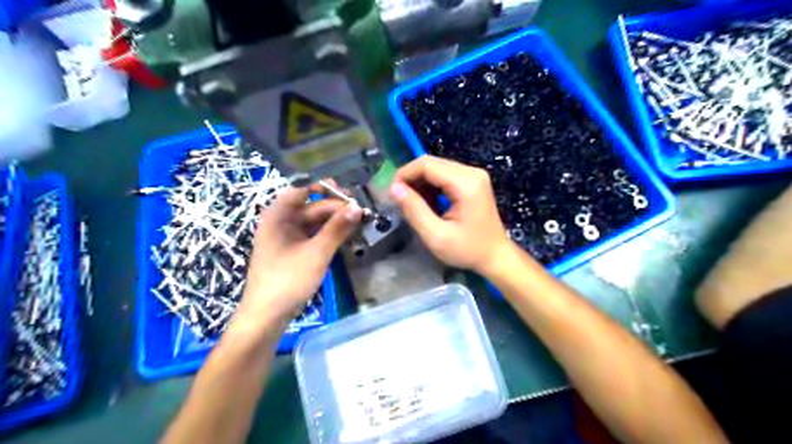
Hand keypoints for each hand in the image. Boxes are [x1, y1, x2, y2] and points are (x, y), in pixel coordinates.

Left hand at [232, 186, 360, 331]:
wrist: (267, 316)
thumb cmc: (288, 280)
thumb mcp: (316, 252)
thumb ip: (337, 228)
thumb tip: (357, 207)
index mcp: (278, 215)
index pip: (302, 189)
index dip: (325, 187)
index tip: (349, 193)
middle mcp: (281, 222)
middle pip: (311, 206)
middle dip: (335, 208)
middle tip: (361, 212)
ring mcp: (287, 237)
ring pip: (314, 222)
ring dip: (334, 221)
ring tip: (358, 223)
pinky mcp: (293, 251)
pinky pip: (313, 235)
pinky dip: (328, 234)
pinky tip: (345, 236)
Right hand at [388, 155, 512, 273]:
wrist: (496, 256)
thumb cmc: (467, 250)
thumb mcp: (436, 235)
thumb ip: (414, 210)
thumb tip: (394, 188)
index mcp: (465, 183)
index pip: (427, 165)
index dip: (405, 174)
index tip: (392, 193)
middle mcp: (471, 172)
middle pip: (432, 163)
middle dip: (411, 178)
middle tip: (399, 200)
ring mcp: (474, 175)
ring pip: (437, 168)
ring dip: (420, 183)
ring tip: (413, 204)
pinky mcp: (473, 181)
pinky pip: (445, 175)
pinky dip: (431, 186)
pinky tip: (427, 203)